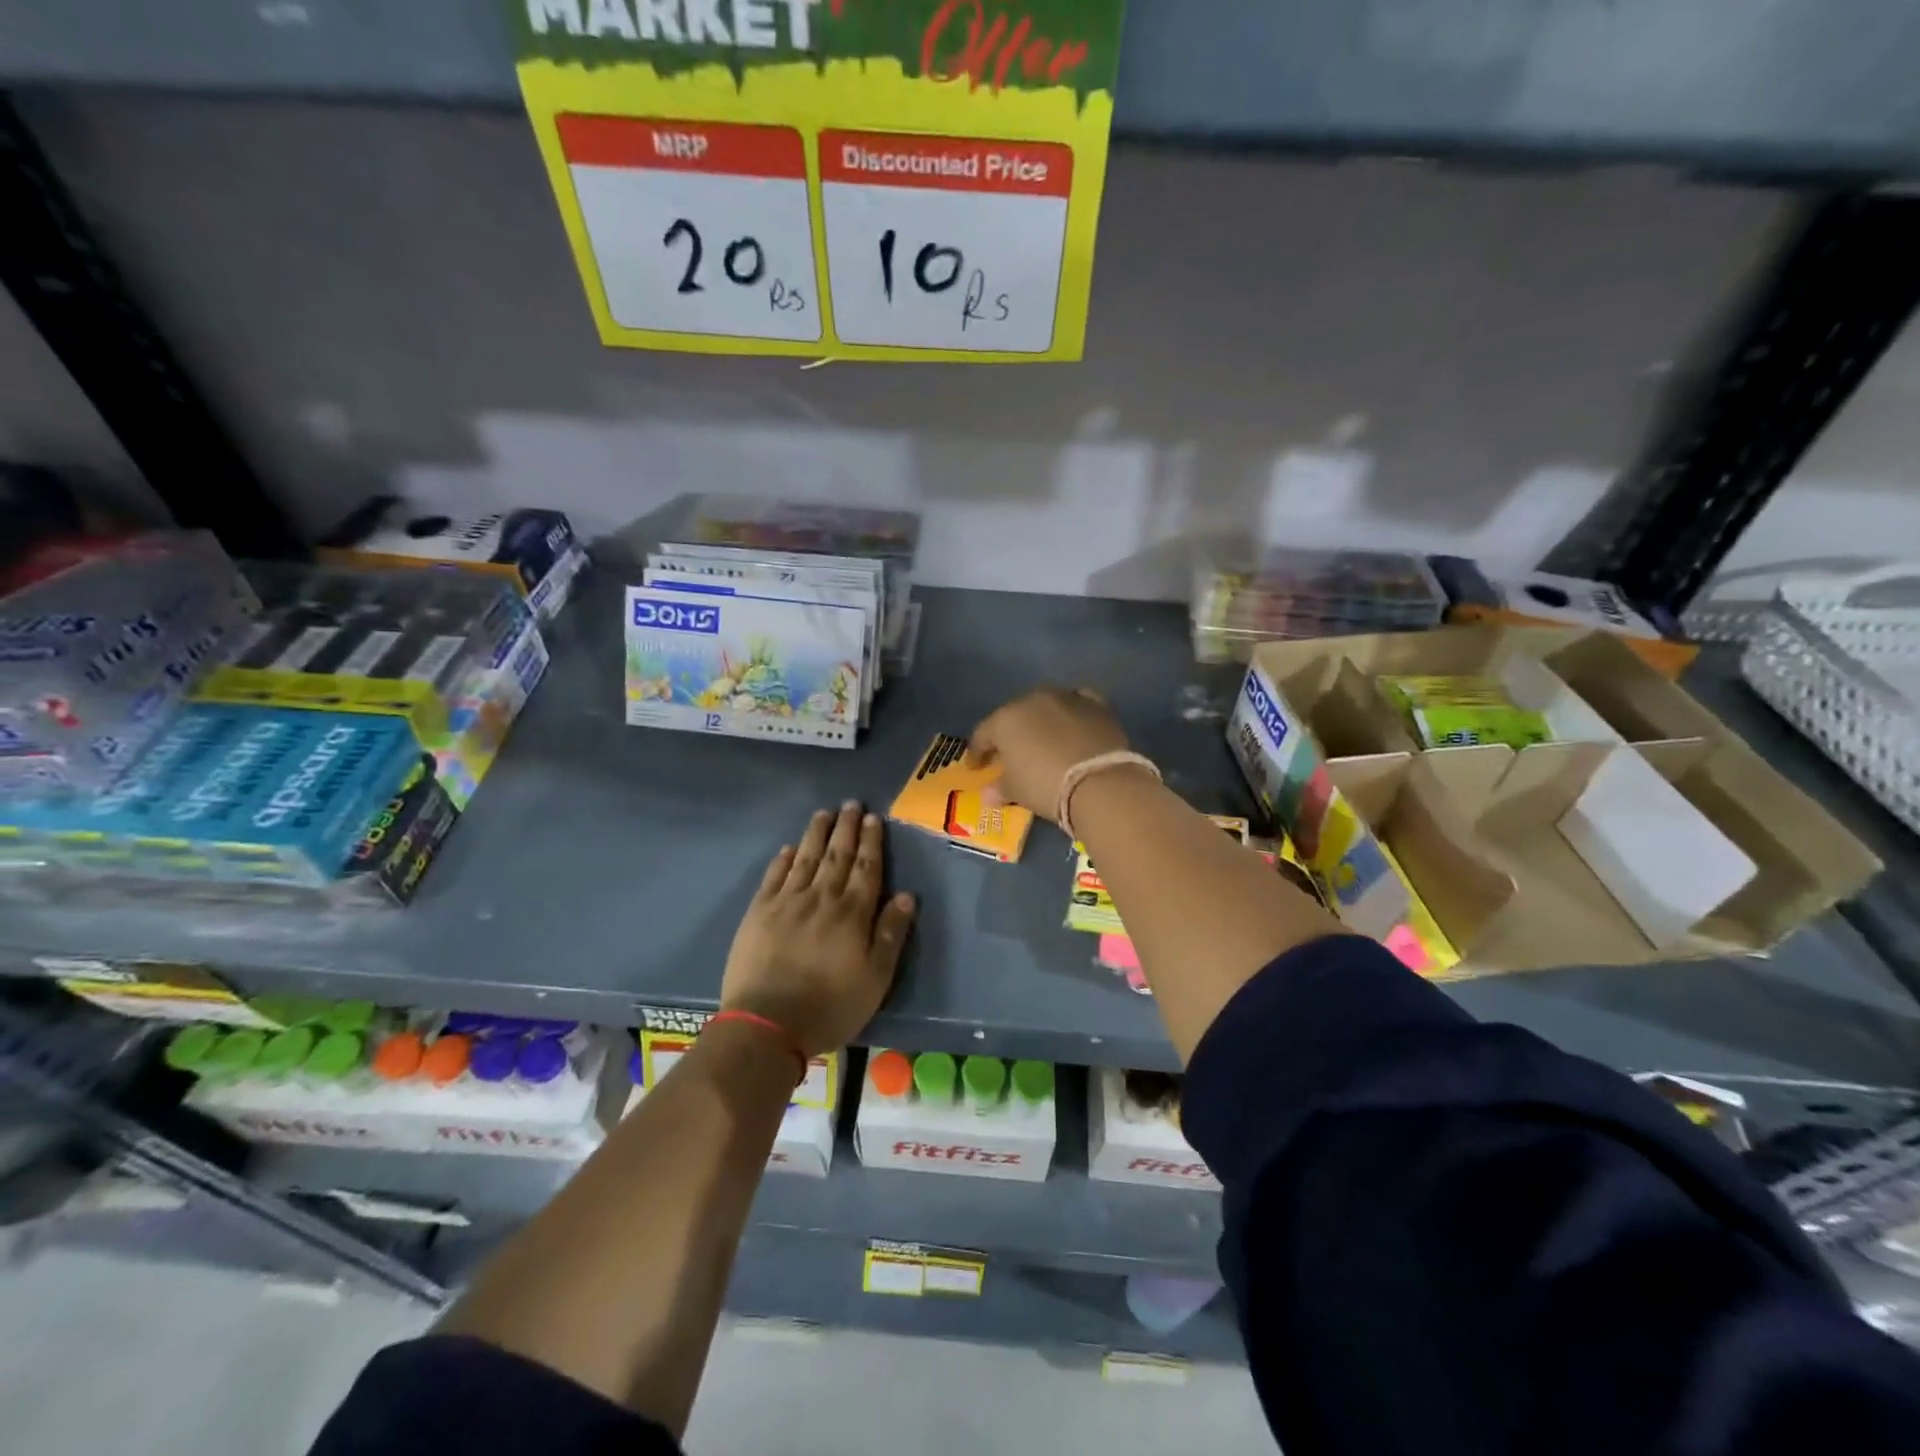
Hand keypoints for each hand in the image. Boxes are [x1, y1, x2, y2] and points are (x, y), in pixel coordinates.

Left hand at [720, 803, 916, 1057]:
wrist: (767, 1023)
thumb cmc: (830, 1005)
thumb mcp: (876, 978)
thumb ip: (891, 934)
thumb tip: (907, 895)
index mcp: (852, 913)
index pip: (866, 868)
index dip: (871, 842)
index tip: (873, 818)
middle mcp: (821, 898)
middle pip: (837, 856)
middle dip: (846, 828)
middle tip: (850, 803)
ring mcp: (786, 902)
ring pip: (805, 858)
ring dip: (816, 834)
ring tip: (823, 814)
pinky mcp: (758, 913)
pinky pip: (773, 877)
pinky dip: (783, 860)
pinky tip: (788, 848)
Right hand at [967, 687, 1129, 823]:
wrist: (1099, 782)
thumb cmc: (1044, 785)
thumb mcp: (1016, 791)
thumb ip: (1000, 788)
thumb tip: (988, 794)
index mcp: (1005, 719)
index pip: (983, 734)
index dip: (977, 752)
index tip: (976, 767)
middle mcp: (1032, 700)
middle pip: (1014, 716)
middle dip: (1010, 734)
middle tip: (1010, 754)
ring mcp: (1066, 698)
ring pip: (1045, 706)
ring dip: (1041, 721)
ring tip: (1043, 740)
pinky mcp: (1095, 704)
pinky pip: (1077, 702)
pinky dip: (1071, 712)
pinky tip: (1072, 723)